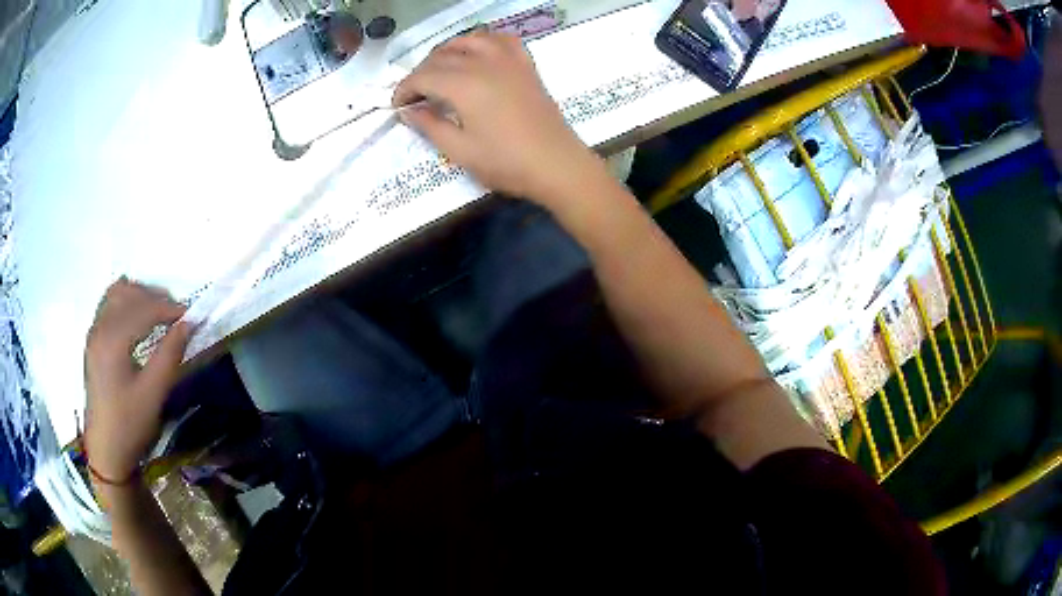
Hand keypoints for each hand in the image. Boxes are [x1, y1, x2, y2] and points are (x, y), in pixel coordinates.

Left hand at [84, 278, 190, 483]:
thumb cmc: (130, 425)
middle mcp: (100, 328)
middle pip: (128, 293)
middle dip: (154, 296)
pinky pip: (108, 304)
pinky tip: (137, 316)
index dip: (168, 307)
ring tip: (158, 311)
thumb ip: (170, 355)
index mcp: (113, 341)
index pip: (143, 308)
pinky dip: (126, 301)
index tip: (190, 315)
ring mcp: (94, 332)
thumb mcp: (153, 394)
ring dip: (139, 295)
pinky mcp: (93, 340)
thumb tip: (188, 324)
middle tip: (176, 313)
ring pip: (116, 294)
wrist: (106, 450)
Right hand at [393, 32, 601, 204]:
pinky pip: (501, 40)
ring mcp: (508, 60)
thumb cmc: (507, 163)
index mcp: (464, 85)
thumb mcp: (460, 151)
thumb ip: (430, 126)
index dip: (404, 90)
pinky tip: (478, 53)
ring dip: (447, 51)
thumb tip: (409, 111)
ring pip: (469, 40)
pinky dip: (483, 41)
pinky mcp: (526, 65)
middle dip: (421, 73)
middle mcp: (484, 63)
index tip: (398, 107)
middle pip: (441, 56)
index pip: (422, 76)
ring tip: (440, 71)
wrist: (557, 165)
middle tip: (416, 96)